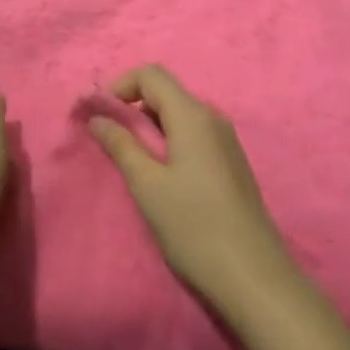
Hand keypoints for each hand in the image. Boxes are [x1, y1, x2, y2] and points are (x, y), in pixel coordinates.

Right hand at [87, 65, 295, 308]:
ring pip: (180, 115)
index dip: (120, 86)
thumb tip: (97, 116)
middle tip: (109, 142)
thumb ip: (121, 145)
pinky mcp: (231, 162)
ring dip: (150, 127)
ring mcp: (226, 140)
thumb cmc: (193, 226)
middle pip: (166, 93)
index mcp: (193, 115)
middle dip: (132, 108)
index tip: (99, 116)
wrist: (252, 274)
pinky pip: (193, 135)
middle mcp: (213, 118)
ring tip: (132, 163)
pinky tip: (161, 177)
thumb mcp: (147, 185)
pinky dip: (169, 142)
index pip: (152, 75)